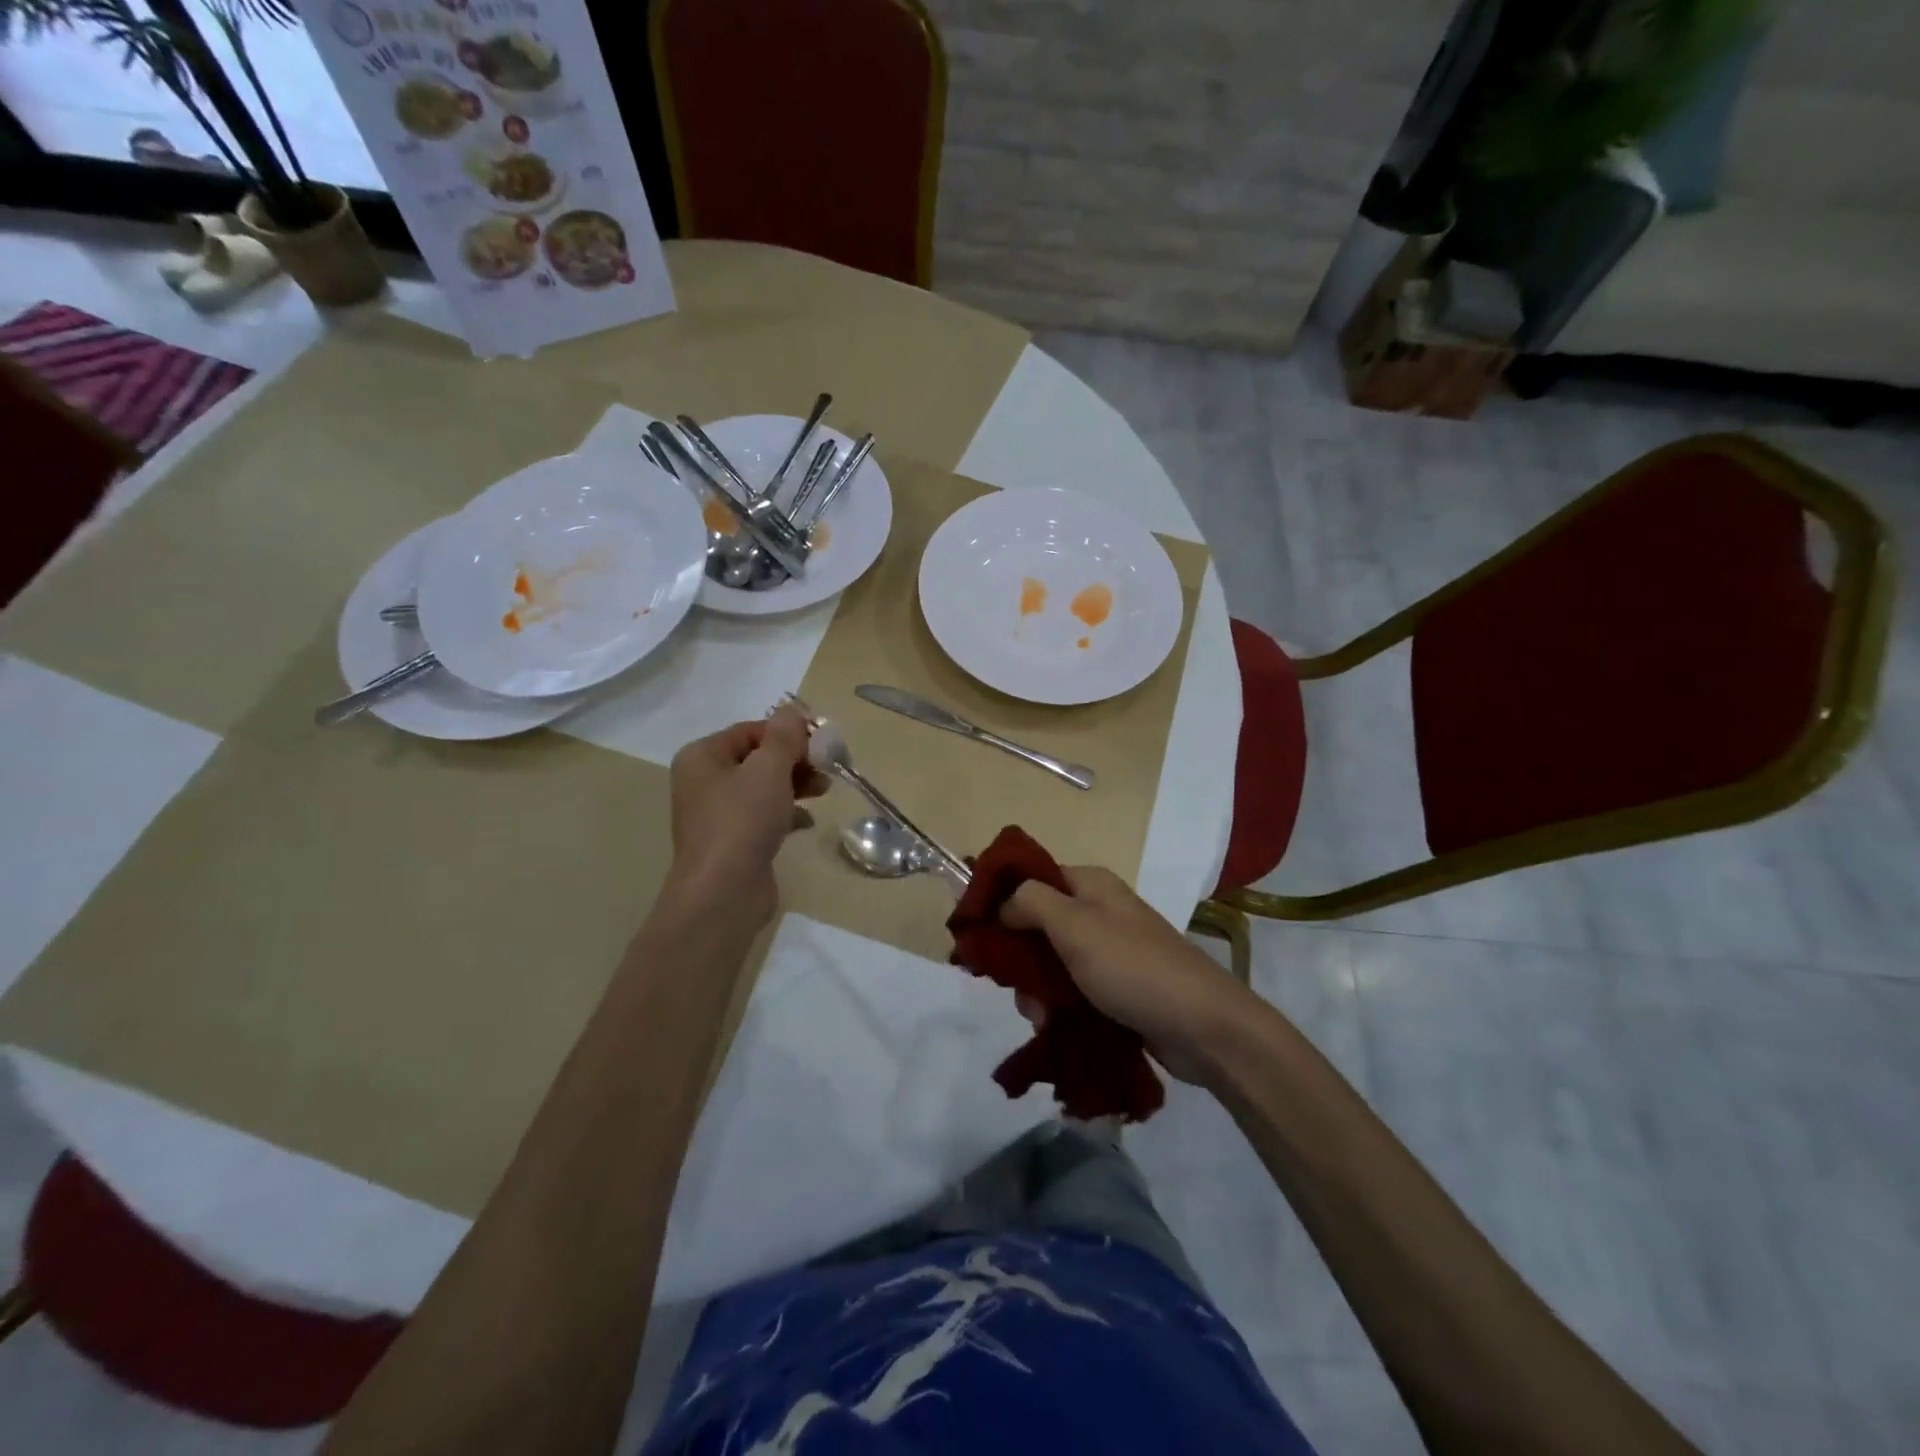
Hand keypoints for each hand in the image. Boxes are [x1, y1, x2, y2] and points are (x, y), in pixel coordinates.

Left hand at [666, 705, 825, 925]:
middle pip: (758, 758)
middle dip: (795, 759)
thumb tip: (793, 708)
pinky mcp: (732, 842)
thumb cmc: (743, 821)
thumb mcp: (769, 769)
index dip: (788, 731)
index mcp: (702, 757)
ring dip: (796, 784)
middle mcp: (704, 781)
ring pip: (763, 787)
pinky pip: (763, 815)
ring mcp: (717, 814)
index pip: (751, 730)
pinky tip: (807, 820)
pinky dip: (787, 812)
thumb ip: (784, 736)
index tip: (823, 740)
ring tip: (825, 790)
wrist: (723, 893)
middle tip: (828, 765)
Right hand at [1002, 867, 1251, 1083]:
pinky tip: (1054, 1028)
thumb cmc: (1133, 967)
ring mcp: (1109, 951)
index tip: (976, 935)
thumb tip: (1002, 901)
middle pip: (1035, 924)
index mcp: (1088, 884)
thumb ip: (1029, 901)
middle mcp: (1097, 911)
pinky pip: (1072, 990)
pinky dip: (1058, 1007)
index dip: (1000, 901)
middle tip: (1015, 988)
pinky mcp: (1117, 988)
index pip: (1029, 878)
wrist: (1203, 1026)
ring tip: (1041, 1018)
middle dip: (1019, 958)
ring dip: (1036, 990)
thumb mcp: (1074, 925)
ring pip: (1050, 963)